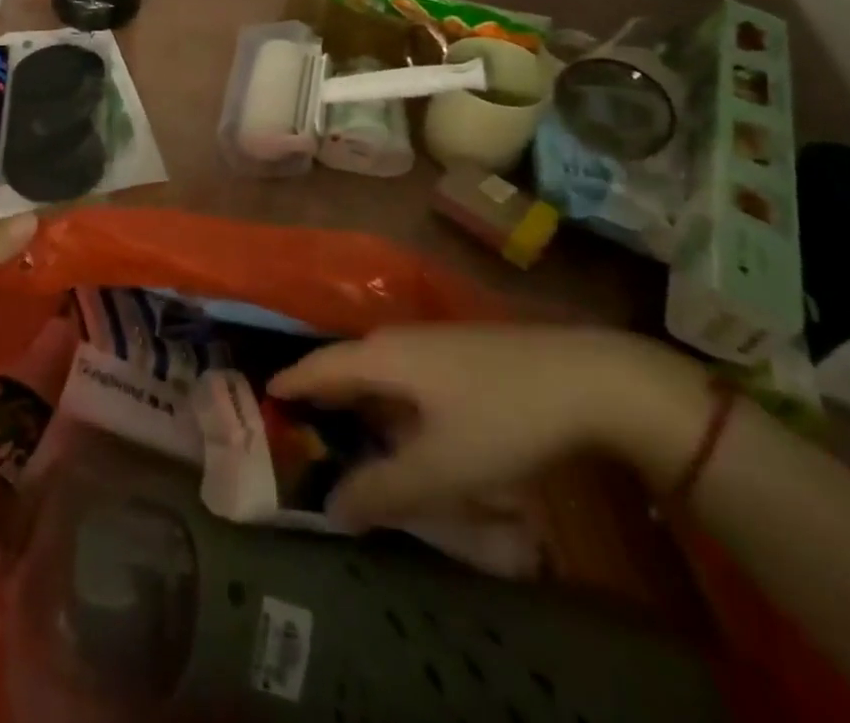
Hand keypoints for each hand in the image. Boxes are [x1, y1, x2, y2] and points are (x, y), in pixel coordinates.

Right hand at [268, 325, 697, 528]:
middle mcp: (398, 340)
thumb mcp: (444, 466)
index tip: (263, 395)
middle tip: (298, 423)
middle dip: (321, 394)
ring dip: (358, 398)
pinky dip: (388, 398)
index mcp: (382, 357)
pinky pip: (405, 373)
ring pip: (379, 369)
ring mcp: (432, 342)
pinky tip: (404, 423)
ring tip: (345, 428)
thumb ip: (386, 489)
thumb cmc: (503, 418)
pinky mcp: (460, 352)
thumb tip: (332, 508)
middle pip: (346, 365)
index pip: (319, 366)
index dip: (291, 382)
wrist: (586, 378)